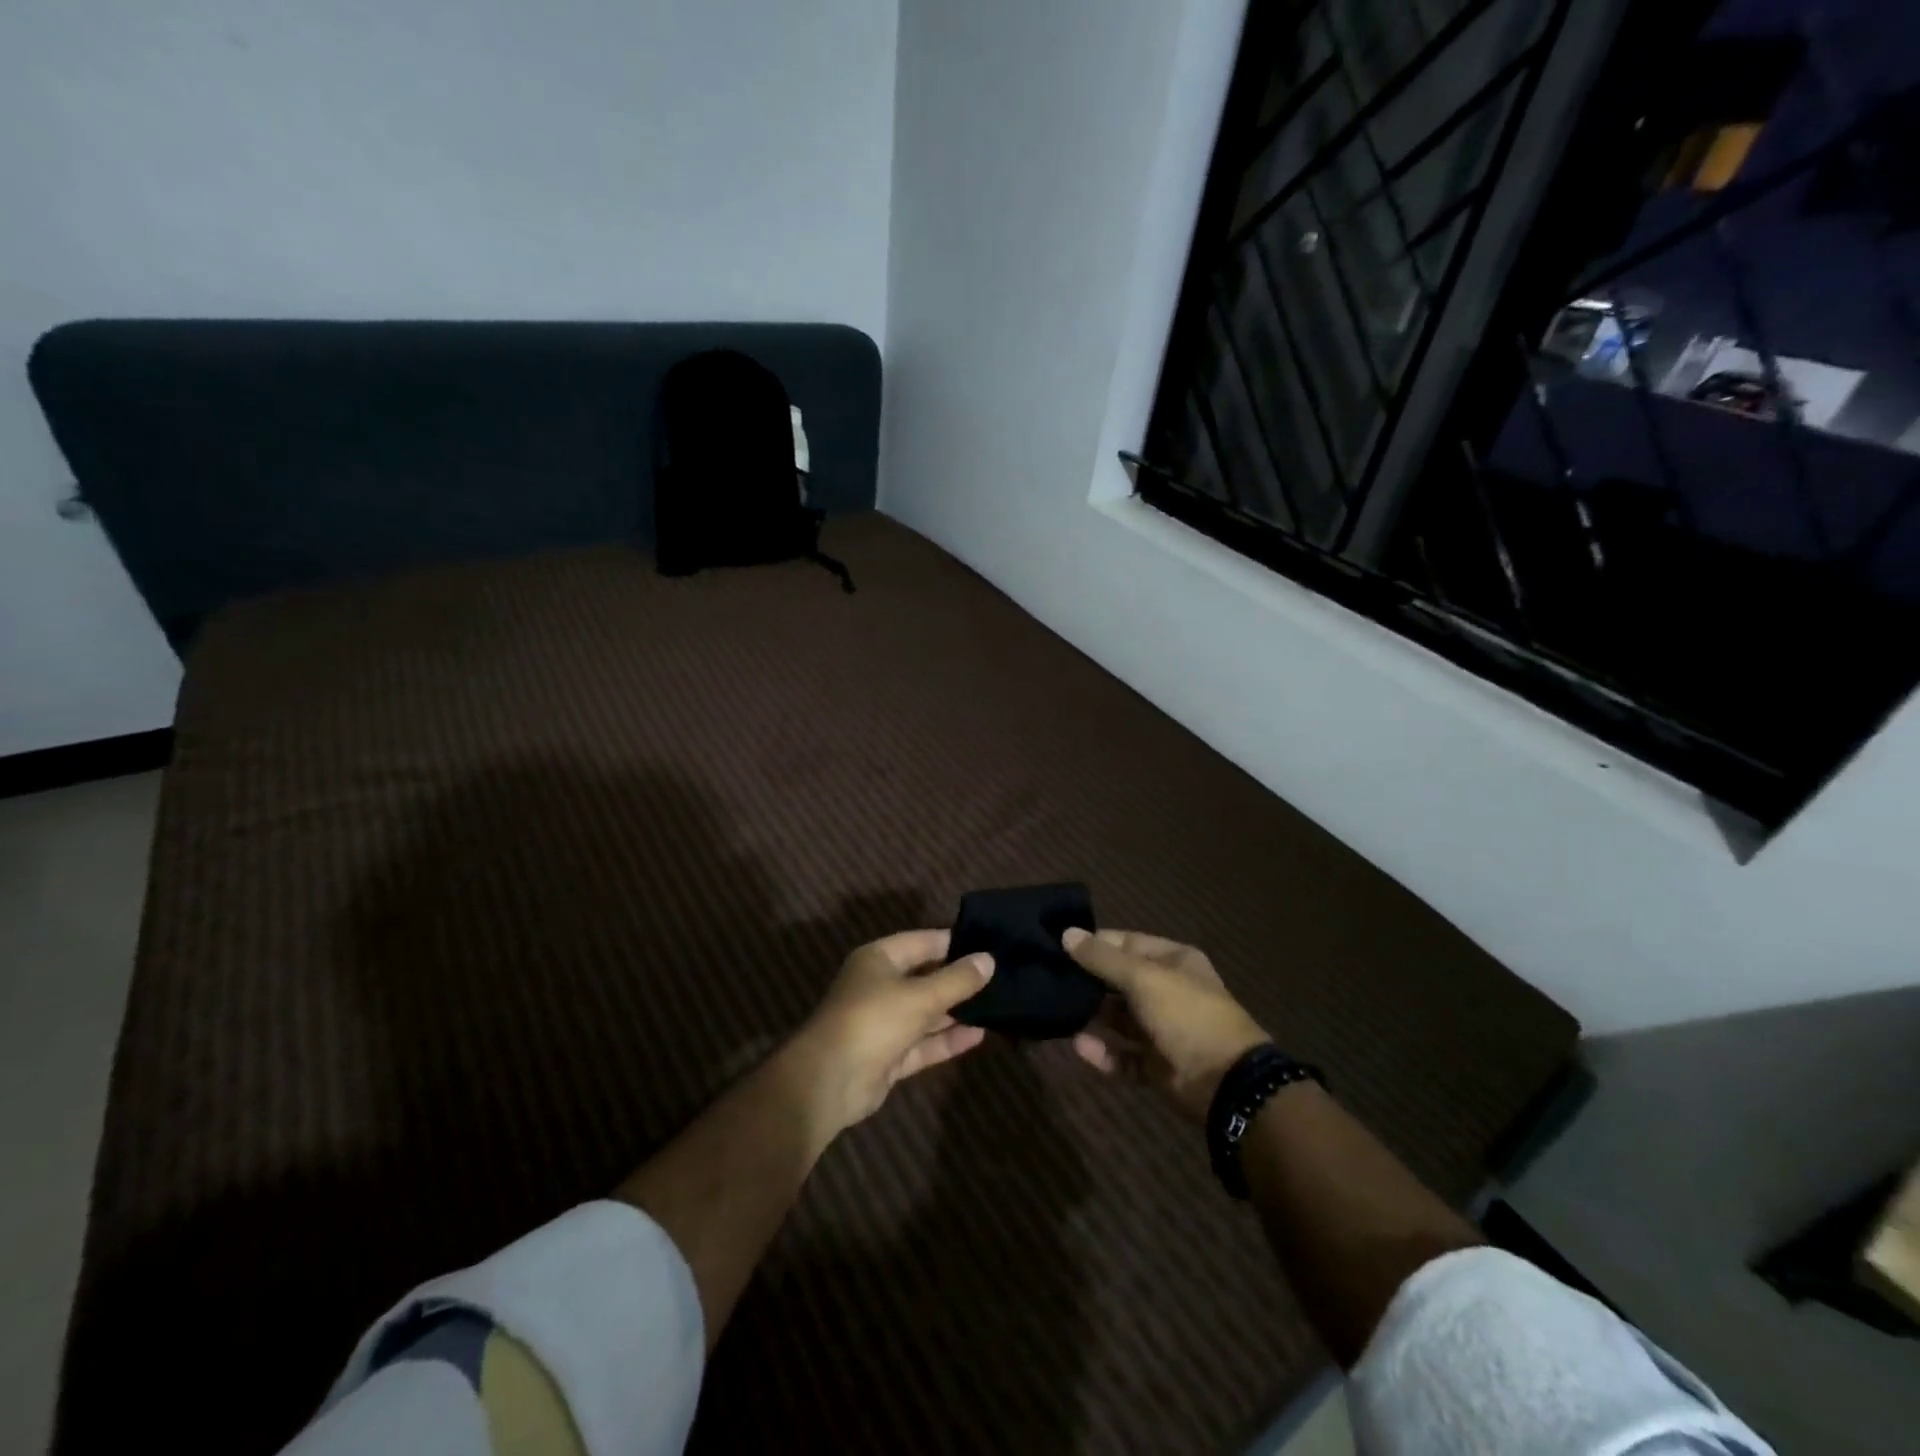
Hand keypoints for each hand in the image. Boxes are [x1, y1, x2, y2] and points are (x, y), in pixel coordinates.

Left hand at [784, 929, 993, 1140]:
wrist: (828, 1081)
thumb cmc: (873, 1020)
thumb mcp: (920, 996)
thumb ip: (957, 980)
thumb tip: (989, 959)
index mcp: (878, 959)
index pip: (922, 942)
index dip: (954, 942)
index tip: (988, 942)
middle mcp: (880, 986)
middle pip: (925, 977)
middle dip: (958, 979)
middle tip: (1000, 976)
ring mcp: (884, 1023)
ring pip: (926, 1012)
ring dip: (956, 1011)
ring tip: (997, 1005)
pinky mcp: (889, 1056)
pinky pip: (923, 1043)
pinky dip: (947, 1040)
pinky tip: (979, 1035)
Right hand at [1064, 928, 1268, 1121]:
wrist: (1225, 1082)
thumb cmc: (1185, 1014)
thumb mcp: (1142, 978)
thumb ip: (1102, 959)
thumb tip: (1066, 933)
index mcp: (1173, 961)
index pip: (1126, 943)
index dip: (1095, 944)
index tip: (1059, 947)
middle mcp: (1167, 991)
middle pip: (1120, 981)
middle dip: (1088, 982)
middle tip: (1050, 981)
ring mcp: (1162, 1030)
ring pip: (1118, 1019)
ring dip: (1093, 1017)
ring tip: (1059, 1013)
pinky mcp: (1156, 1065)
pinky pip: (1122, 1055)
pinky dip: (1102, 1053)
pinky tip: (1080, 1046)